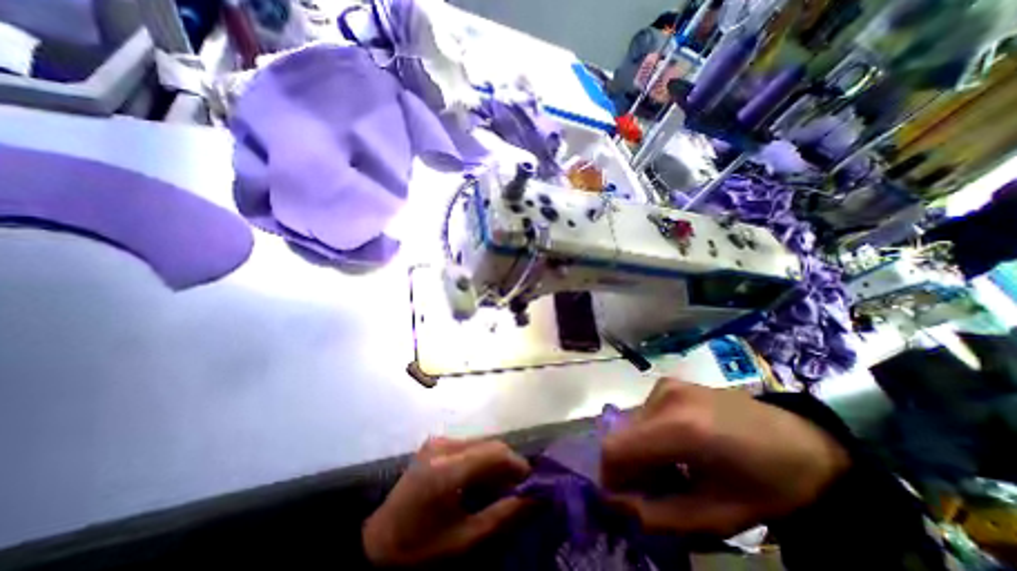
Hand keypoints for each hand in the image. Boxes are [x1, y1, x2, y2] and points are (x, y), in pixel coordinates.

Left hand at [361, 437, 528, 566]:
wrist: (377, 544)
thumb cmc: (420, 549)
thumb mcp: (464, 541)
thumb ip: (503, 516)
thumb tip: (535, 499)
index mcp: (447, 470)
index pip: (495, 453)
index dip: (518, 465)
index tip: (532, 484)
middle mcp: (443, 446)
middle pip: (490, 445)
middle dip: (509, 464)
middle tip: (519, 489)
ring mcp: (437, 441)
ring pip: (481, 443)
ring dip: (496, 462)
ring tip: (503, 486)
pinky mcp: (435, 443)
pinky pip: (469, 446)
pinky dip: (482, 460)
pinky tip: (483, 480)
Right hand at [602, 376, 852, 537]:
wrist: (802, 442)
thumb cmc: (769, 485)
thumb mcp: (719, 515)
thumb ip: (662, 514)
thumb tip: (622, 504)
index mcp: (681, 428)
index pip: (615, 448)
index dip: (609, 475)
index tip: (622, 498)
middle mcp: (665, 397)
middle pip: (620, 434)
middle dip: (626, 465)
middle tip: (650, 489)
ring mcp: (665, 385)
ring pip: (630, 424)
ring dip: (638, 450)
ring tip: (667, 469)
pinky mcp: (668, 383)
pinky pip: (643, 414)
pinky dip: (648, 435)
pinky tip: (673, 447)